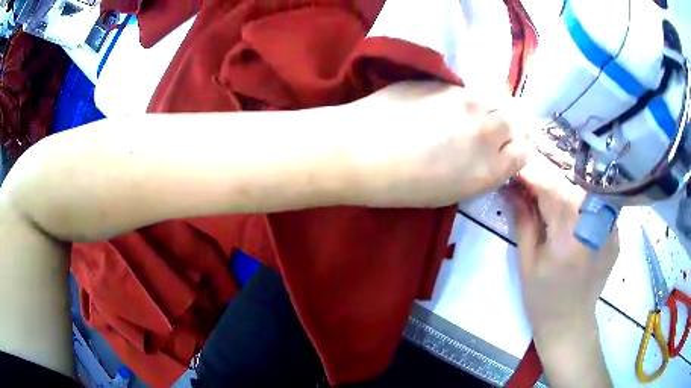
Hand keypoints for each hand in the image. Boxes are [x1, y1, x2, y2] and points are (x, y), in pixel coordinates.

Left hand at [346, 81, 532, 206]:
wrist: (361, 150)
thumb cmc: (402, 186)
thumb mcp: (451, 192)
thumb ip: (481, 171)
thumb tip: (492, 155)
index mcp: (490, 169)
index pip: (523, 152)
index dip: (514, 151)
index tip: (503, 152)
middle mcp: (487, 131)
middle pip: (513, 122)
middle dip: (505, 129)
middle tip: (485, 134)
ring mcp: (468, 101)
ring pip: (495, 101)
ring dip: (488, 110)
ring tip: (467, 119)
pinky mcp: (446, 83)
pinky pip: (469, 91)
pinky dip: (467, 99)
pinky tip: (445, 108)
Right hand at [505, 152, 617, 386]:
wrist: (570, 323)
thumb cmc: (542, 299)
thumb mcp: (527, 263)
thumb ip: (523, 221)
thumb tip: (512, 189)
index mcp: (568, 239)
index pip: (552, 191)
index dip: (534, 175)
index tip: (519, 168)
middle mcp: (593, 229)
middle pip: (571, 186)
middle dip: (549, 178)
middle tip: (532, 178)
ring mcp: (609, 230)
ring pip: (586, 191)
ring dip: (566, 187)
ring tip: (550, 191)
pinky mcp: (615, 234)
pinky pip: (598, 204)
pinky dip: (583, 200)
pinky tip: (573, 207)